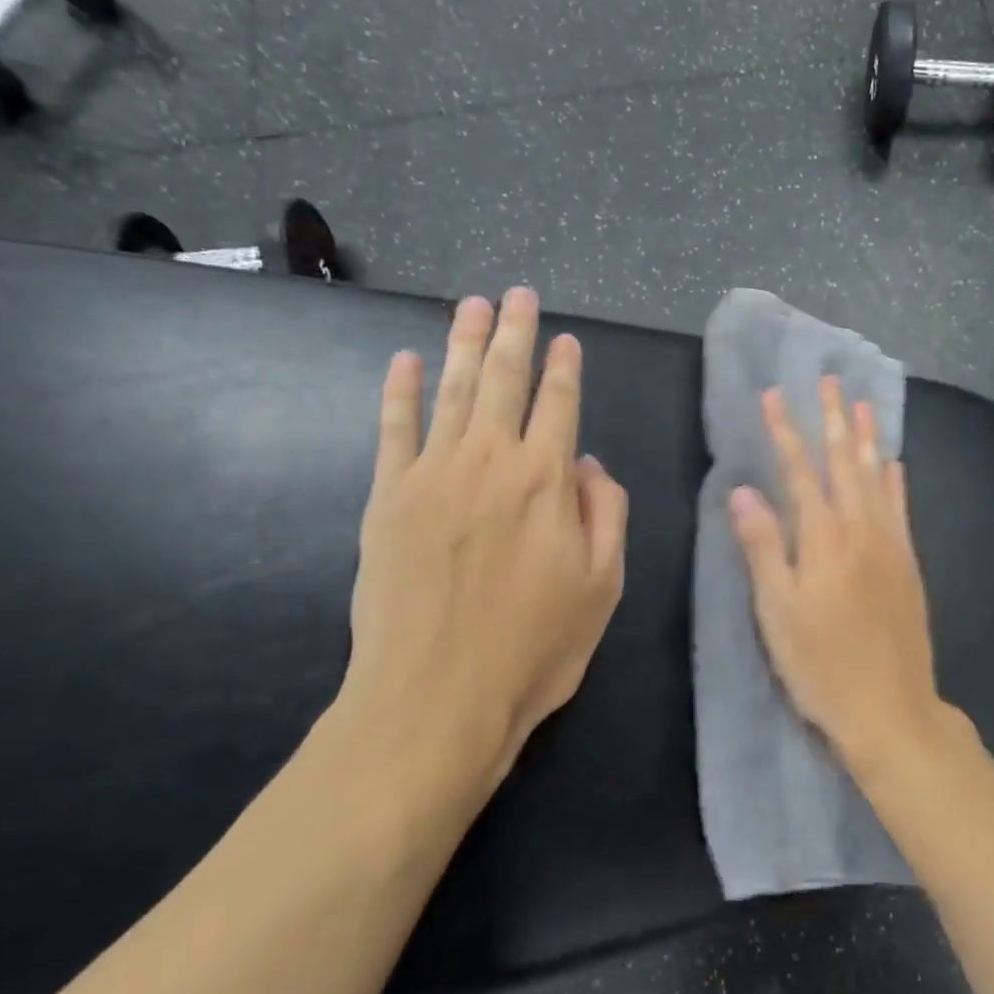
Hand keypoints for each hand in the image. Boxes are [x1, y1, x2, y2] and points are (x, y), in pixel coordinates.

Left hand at [339, 287, 628, 787]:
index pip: (559, 405)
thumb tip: (591, 464)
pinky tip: (403, 361)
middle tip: (517, 294)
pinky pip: (393, 429)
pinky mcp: (387, 498)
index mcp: (547, 480)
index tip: (566, 339)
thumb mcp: (603, 586)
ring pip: (451, 391)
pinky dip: (398, 392)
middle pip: (504, 381)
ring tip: (471, 305)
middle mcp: (490, 461)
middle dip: (514, 333)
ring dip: (463, 344)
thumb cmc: (534, 647)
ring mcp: (431, 474)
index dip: (565, 368)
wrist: (434, 699)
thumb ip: (606, 514)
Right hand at [727, 376, 950, 773]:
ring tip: (861, 403)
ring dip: (867, 437)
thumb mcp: (777, 611)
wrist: (891, 708)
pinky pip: (902, 507)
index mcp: (824, 538)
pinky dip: (895, 479)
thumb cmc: (822, 665)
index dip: (785, 430)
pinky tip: (894, 462)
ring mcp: (891, 544)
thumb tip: (741, 490)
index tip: (774, 394)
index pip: (799, 470)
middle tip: (828, 380)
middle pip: (845, 462)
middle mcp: (861, 529)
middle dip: (833, 419)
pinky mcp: (908, 563)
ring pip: (877, 477)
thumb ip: (762, 546)